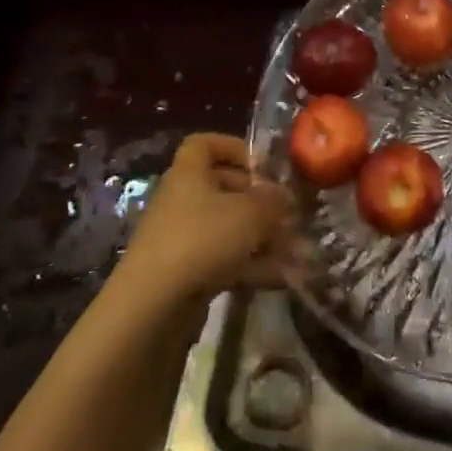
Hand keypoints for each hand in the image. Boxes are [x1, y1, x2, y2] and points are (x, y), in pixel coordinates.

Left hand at [116, 133, 302, 311]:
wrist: (153, 306)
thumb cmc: (203, 240)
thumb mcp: (251, 213)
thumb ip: (275, 201)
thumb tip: (287, 197)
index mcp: (189, 174)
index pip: (204, 145)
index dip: (234, 148)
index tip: (264, 165)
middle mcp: (183, 201)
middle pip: (224, 188)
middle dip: (261, 199)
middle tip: (289, 212)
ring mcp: (183, 239)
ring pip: (230, 228)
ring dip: (264, 237)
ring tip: (298, 250)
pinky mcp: (187, 273)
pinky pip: (226, 260)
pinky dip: (254, 265)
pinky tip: (284, 278)